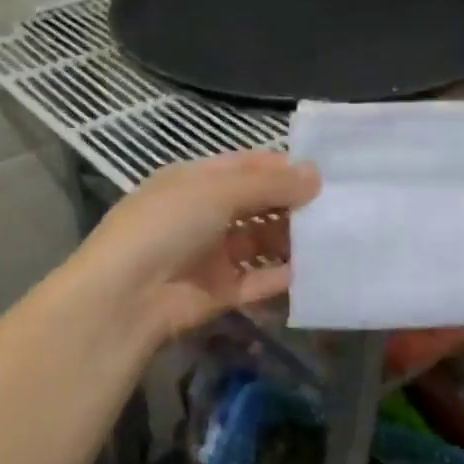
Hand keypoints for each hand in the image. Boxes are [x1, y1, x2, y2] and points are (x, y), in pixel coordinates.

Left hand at [70, 151, 319, 343]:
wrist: (126, 296)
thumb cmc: (167, 225)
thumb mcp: (216, 191)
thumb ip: (269, 184)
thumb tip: (315, 175)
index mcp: (196, 182)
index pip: (246, 168)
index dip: (282, 169)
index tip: (324, 173)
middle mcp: (205, 215)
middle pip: (258, 205)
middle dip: (293, 204)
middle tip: (337, 206)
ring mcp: (213, 255)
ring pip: (262, 244)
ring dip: (292, 240)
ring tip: (333, 237)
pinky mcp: (221, 292)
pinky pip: (259, 281)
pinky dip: (284, 277)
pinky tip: (315, 270)